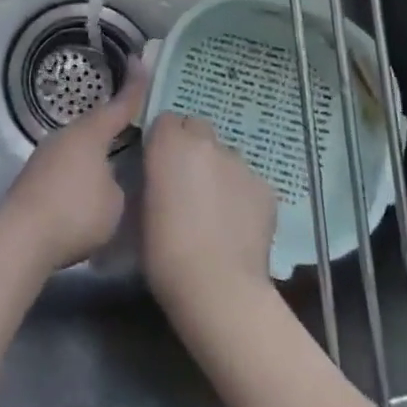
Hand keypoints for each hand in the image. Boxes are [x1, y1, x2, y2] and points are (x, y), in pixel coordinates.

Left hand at [0, 58, 147, 271]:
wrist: (21, 237)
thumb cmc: (76, 212)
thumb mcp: (115, 202)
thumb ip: (118, 183)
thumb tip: (108, 180)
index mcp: (90, 133)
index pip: (119, 105)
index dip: (134, 86)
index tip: (139, 61)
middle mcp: (66, 135)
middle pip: (96, 124)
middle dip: (114, 125)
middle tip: (135, 124)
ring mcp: (46, 155)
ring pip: (79, 146)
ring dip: (95, 153)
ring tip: (113, 163)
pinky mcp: (34, 177)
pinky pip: (66, 165)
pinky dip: (80, 171)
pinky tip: (86, 189)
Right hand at [141, 111, 277, 326]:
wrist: (217, 286)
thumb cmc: (164, 251)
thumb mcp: (141, 208)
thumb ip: (153, 178)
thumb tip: (161, 176)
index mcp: (169, 143)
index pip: (165, 121)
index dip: (163, 141)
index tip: (160, 165)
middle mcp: (206, 143)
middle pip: (198, 128)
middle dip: (192, 147)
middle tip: (188, 183)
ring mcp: (240, 163)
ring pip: (226, 156)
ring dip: (218, 172)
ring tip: (216, 211)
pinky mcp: (265, 187)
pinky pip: (248, 182)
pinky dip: (242, 196)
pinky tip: (238, 226)